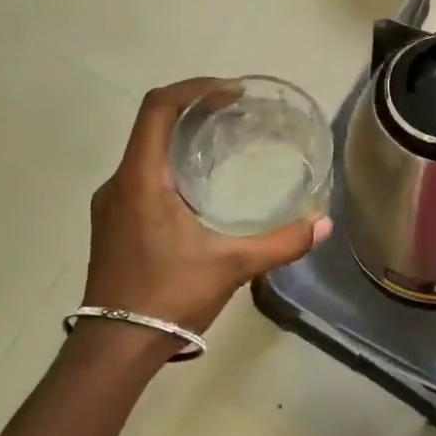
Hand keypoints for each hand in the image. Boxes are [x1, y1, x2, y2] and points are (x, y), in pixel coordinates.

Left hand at [84, 79, 330, 333]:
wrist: (115, 347)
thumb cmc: (168, 296)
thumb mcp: (232, 266)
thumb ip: (281, 243)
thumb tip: (324, 224)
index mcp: (141, 180)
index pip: (158, 108)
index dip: (195, 89)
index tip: (232, 92)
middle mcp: (119, 183)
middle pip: (152, 124)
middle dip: (194, 109)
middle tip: (237, 113)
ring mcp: (112, 204)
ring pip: (146, 151)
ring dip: (181, 137)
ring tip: (223, 143)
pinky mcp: (114, 223)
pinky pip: (142, 175)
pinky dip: (172, 164)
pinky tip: (201, 187)